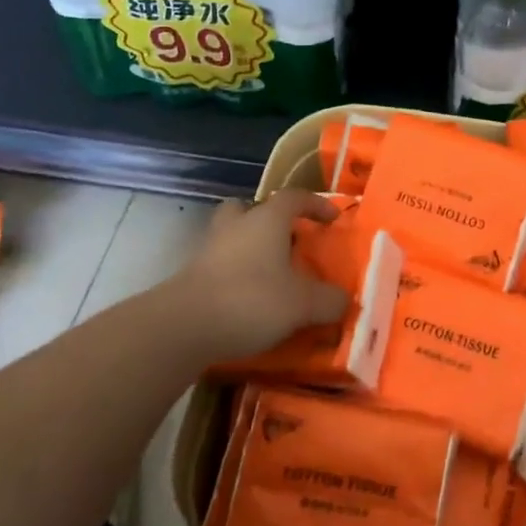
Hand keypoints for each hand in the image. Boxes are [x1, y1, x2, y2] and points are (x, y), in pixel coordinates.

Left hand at [170, 191, 349, 359]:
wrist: (181, 327)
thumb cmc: (251, 300)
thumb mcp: (303, 304)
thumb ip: (330, 300)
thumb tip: (344, 300)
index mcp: (266, 219)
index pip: (295, 197)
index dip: (317, 205)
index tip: (333, 220)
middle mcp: (236, 226)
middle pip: (249, 208)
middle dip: (268, 220)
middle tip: (286, 240)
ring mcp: (208, 250)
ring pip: (231, 236)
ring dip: (249, 248)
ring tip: (269, 274)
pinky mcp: (191, 278)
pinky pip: (219, 266)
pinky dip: (234, 276)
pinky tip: (248, 300)